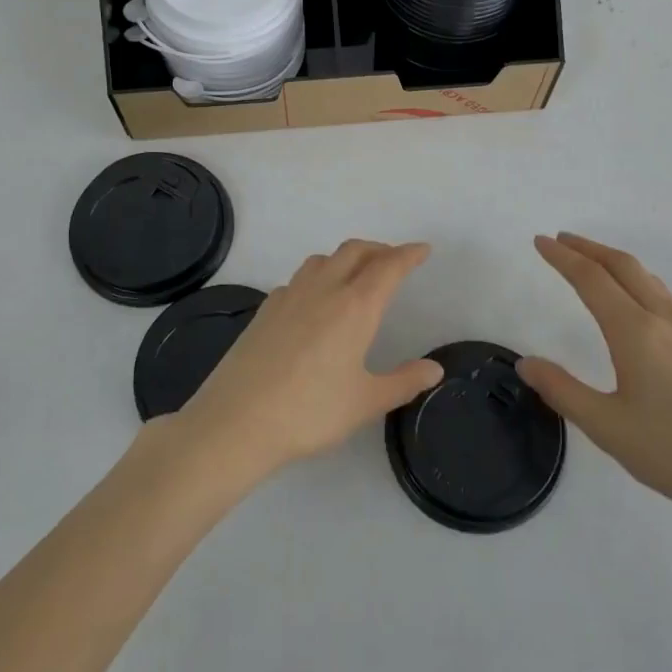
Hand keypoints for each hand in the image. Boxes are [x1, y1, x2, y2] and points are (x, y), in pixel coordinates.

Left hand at [173, 240, 441, 482]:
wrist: (236, 421)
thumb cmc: (310, 412)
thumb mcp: (365, 402)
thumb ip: (403, 382)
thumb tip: (434, 369)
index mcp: (355, 307)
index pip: (388, 267)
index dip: (408, 255)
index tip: (423, 250)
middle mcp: (323, 290)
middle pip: (354, 251)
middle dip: (378, 249)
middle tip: (394, 261)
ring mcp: (289, 296)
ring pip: (322, 259)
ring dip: (345, 258)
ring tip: (355, 276)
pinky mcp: (264, 310)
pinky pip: (297, 280)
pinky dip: (316, 277)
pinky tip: (314, 303)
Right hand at [519, 233, 671, 537]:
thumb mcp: (608, 428)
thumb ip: (562, 390)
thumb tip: (526, 362)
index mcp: (637, 333)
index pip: (592, 279)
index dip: (562, 258)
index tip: (539, 241)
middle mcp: (666, 320)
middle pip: (623, 266)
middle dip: (588, 248)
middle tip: (560, 240)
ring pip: (647, 278)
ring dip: (613, 262)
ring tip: (589, 263)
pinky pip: (662, 295)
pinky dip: (635, 281)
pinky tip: (632, 301)